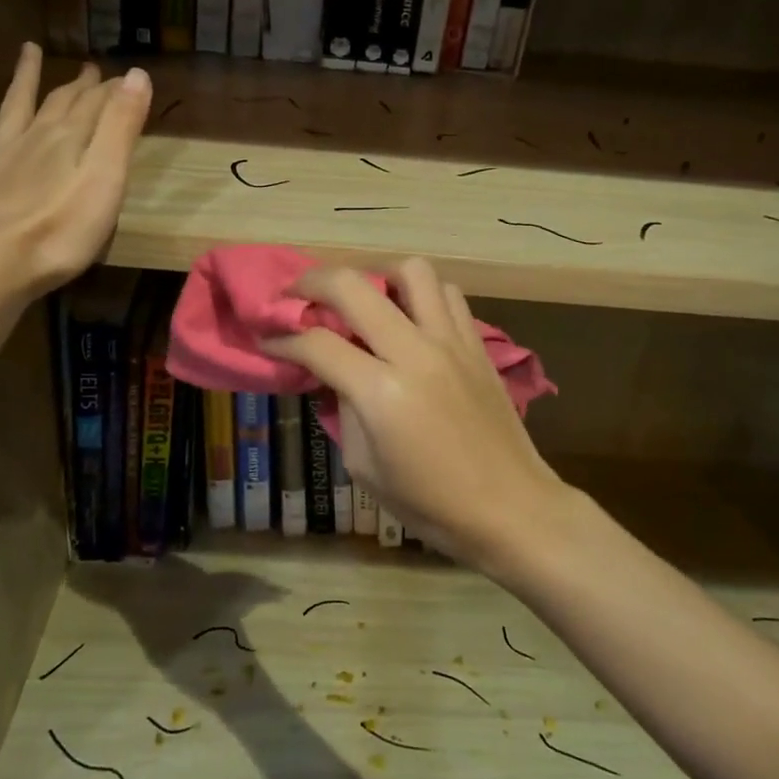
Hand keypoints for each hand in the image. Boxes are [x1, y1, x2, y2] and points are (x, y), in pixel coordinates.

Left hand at [0, 44, 150, 300]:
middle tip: (90, 69)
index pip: (95, 104)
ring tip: (28, 52)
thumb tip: (136, 74)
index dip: (113, 89)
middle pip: (58, 104)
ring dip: (22, 80)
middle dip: (78, 86)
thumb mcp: (106, 179)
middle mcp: (31, 138)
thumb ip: (121, 128)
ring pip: (12, 109)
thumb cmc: (62, 232)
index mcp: (68, 140)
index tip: (127, 76)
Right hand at [263, 257, 568, 573]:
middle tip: (296, 295)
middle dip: (312, 283)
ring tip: (363, 296)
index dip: (282, 339)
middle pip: (353, 286)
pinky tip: (409, 316)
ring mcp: (451, 342)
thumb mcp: (364, 467)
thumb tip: (333, 376)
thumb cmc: (431, 503)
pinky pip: (447, 294)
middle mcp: (415, 353)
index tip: (267, 339)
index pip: (318, 344)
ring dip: (376, 275)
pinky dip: (421, 294)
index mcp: (382, 393)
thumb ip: (344, 410)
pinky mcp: (477, 344)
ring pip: (411, 271)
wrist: (511, 508)